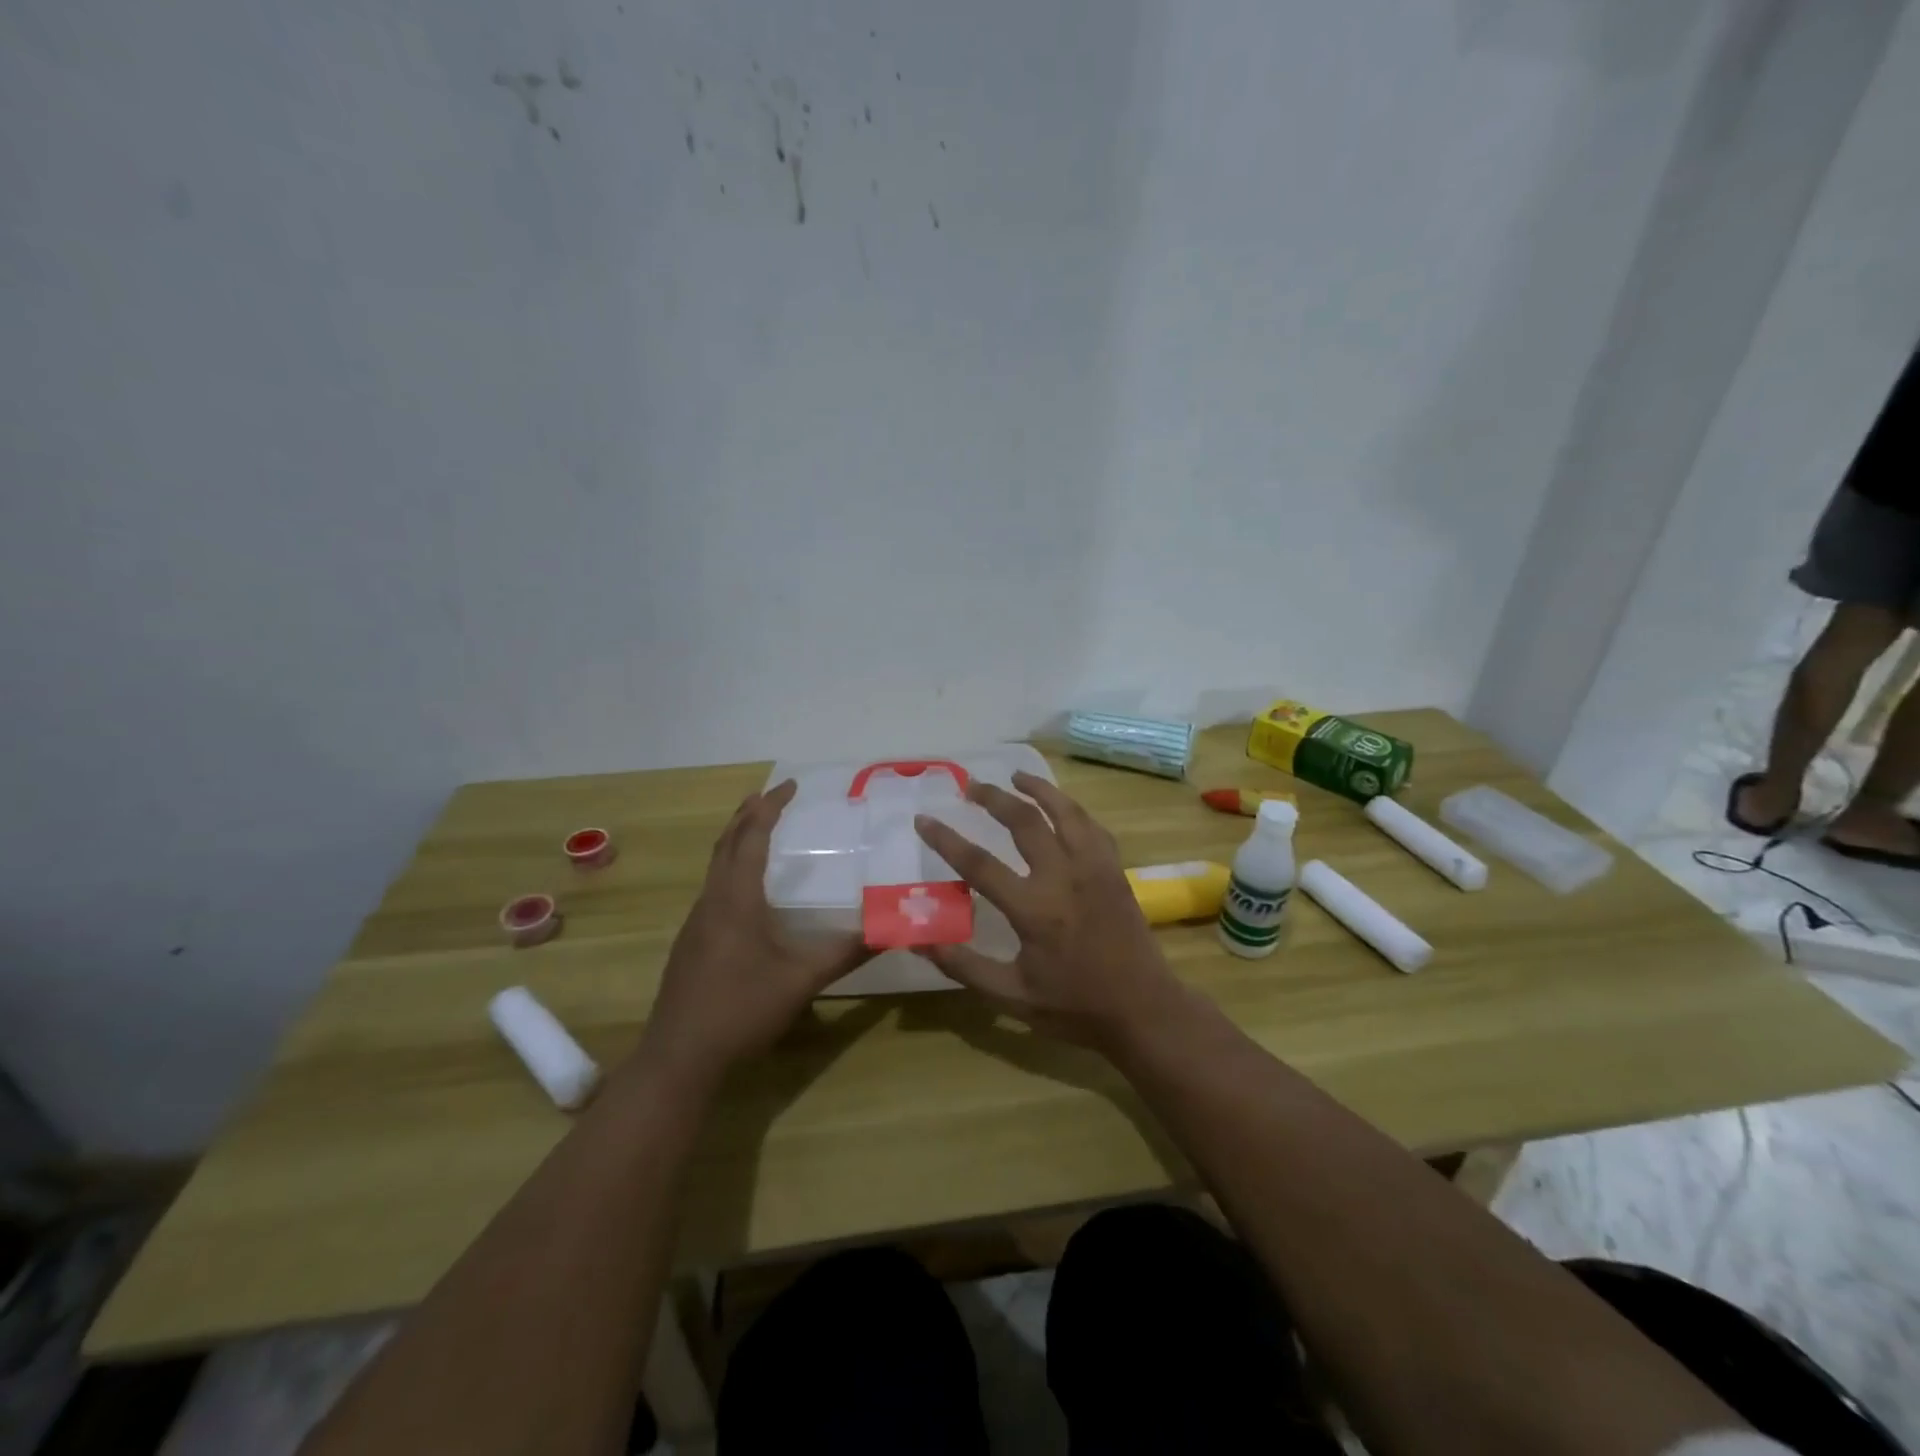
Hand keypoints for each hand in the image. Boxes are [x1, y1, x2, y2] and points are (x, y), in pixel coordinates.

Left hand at [638, 781, 869, 1086]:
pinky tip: (745, 891)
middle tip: (772, 795)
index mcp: (736, 899)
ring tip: (758, 830)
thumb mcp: (802, 980)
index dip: (770, 808)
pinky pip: (713, 889)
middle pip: (727, 844)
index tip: (790, 784)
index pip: (752, 838)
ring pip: (715, 866)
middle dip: (748, 815)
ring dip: (737, 841)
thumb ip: (846, 953)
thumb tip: (890, 930)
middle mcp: (711, 901)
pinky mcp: (690, 944)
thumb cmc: (741, 1009)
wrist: (679, 1057)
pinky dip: (730, 869)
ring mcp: (696, 923)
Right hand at [913, 772, 1188, 1051]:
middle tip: (971, 785)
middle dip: (993, 798)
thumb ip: (964, 967)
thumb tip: (920, 941)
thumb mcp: (1011, 996)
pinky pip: (1092, 827)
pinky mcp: (1115, 870)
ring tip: (1016, 775)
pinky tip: (1061, 807)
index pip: (978, 864)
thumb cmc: (1075, 1006)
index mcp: (1033, 909)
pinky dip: (1072, 809)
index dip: (946, 840)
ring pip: (1064, 812)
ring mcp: (1094, 868)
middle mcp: (1063, 877)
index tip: (923, 819)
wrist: (1143, 1009)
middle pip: (1024, 821)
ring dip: (1037, 789)